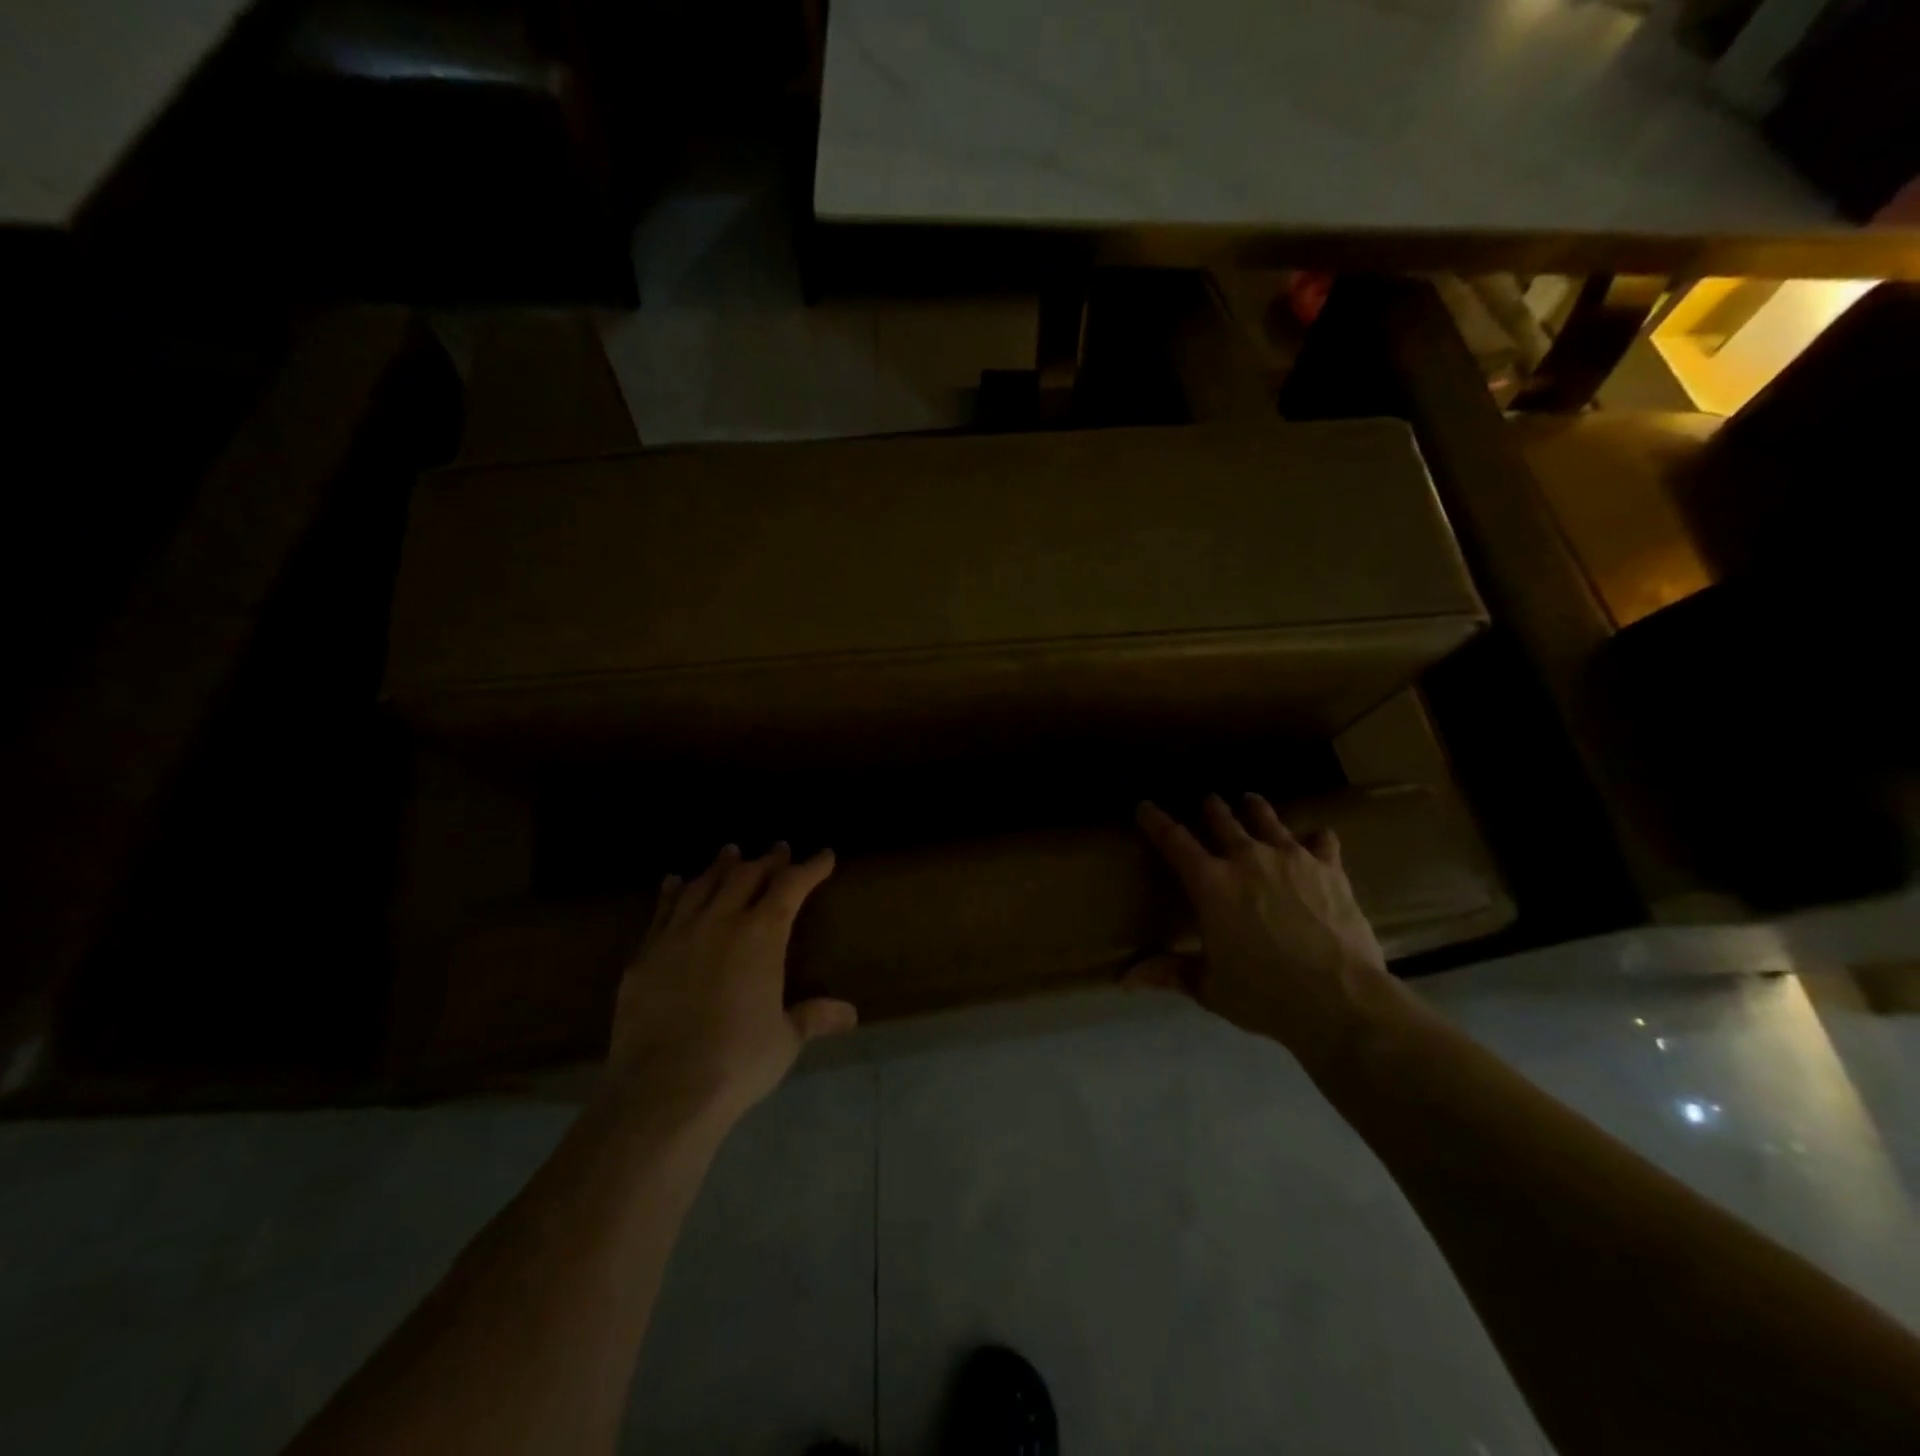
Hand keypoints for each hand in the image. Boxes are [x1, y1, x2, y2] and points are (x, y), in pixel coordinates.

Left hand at [605, 843, 856, 1121]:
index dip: (810, 868)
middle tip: (778, 850)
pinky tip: (674, 881)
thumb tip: (851, 1014)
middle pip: (746, 876)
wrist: (663, 1089)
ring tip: (730, 852)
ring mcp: (678, 935)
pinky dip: (672, 892)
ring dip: (720, 866)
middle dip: (767, 860)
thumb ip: (814, 1017)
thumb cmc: (738, 1061)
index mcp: (761, 935)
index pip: (791, 886)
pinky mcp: (645, 956)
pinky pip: (662, 911)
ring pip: (702, 885)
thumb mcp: (785, 1039)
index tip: (824, 856)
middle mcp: (721, 921)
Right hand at [1133, 794, 1404, 1070]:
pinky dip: (1314, 838)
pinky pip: (1321, 841)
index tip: (1145, 806)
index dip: (1156, 821)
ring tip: (1250, 801)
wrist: (1340, 999)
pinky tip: (1316, 839)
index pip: (1174, 841)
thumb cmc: (1264, 994)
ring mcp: (1291, 858)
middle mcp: (1247, 859)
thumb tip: (1125, 979)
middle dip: (1211, 808)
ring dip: (1254, 809)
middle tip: (1207, 801)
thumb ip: (1169, 972)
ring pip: (1267, 820)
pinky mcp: (1329, 868)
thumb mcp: (1209, 987)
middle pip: (1222, 820)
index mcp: (1210, 884)